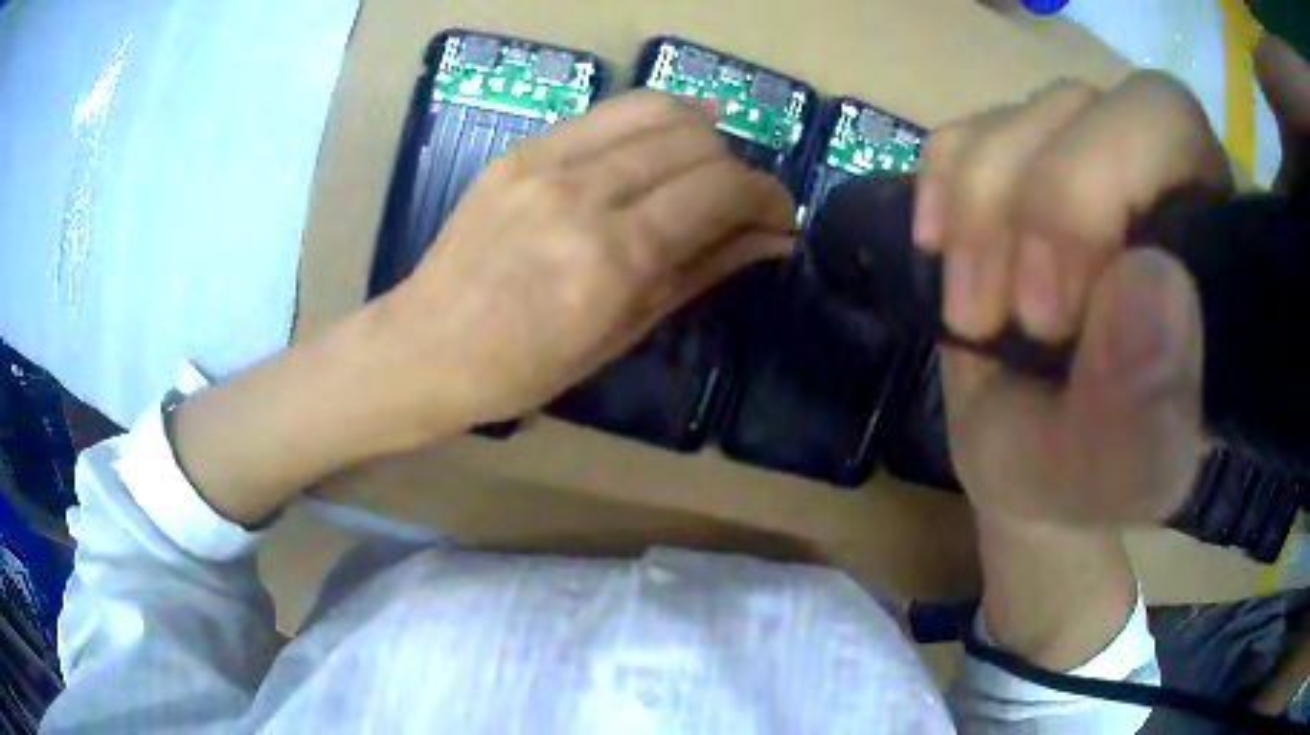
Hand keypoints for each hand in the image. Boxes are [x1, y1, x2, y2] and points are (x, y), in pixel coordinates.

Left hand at [170, 92, 793, 524]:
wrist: (427, 345)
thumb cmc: (525, 367)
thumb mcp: (623, 332)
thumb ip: (701, 270)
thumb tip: (770, 240)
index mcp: (613, 257)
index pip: (721, 189)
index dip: (767, 196)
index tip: (780, 217)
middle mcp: (584, 193)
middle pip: (696, 140)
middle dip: (738, 167)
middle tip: (741, 202)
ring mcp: (546, 161)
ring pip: (657, 109)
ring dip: (701, 133)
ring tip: (709, 164)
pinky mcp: (522, 149)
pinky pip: (608, 113)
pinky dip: (652, 120)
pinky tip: (664, 142)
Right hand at [915, 71, 1228, 524]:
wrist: (1030, 458)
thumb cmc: (1087, 476)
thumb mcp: (1119, 481)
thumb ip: (1145, 417)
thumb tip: (1148, 283)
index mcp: (1212, 237)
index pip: (1171, 124)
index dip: (1104, 181)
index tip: (1056, 311)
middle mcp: (1152, 173)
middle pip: (1086, 103)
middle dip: (1036, 201)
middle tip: (1015, 312)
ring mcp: (1077, 161)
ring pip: (1015, 119)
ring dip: (978, 214)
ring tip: (974, 316)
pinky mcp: (1015, 166)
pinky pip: (962, 135)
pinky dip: (940, 193)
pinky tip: (943, 255)